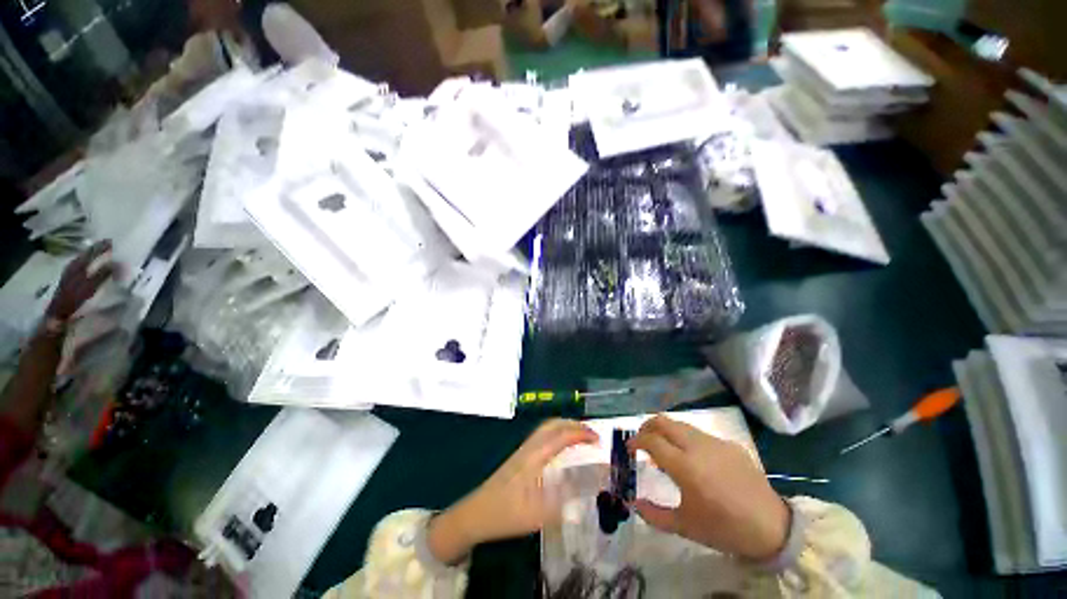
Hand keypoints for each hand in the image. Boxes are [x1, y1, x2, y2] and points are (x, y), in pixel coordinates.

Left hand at [46, 241, 116, 320]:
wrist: (58, 311)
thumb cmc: (75, 299)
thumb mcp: (91, 287)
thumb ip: (103, 274)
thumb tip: (117, 263)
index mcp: (78, 265)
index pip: (92, 251)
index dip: (102, 246)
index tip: (113, 241)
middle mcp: (73, 264)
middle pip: (87, 253)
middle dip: (97, 248)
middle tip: (109, 244)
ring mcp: (70, 271)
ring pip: (83, 257)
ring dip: (92, 254)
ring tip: (101, 251)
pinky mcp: (70, 277)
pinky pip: (81, 264)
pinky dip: (88, 261)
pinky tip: (91, 263)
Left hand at [427, 419, 598, 563]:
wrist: (475, 514)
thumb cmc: (505, 514)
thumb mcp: (537, 514)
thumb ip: (564, 501)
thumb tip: (588, 488)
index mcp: (534, 457)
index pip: (561, 436)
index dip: (580, 433)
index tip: (598, 439)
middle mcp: (529, 448)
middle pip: (552, 424)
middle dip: (573, 424)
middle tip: (591, 434)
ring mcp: (523, 450)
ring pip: (546, 428)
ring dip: (565, 427)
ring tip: (581, 437)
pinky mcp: (520, 456)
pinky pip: (542, 436)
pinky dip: (557, 434)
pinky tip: (561, 448)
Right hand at [629, 415, 789, 560]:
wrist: (772, 527)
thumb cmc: (724, 529)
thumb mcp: (685, 526)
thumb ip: (653, 514)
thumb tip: (633, 503)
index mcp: (684, 466)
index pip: (651, 440)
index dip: (635, 440)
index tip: (629, 447)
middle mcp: (697, 447)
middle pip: (663, 421)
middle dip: (647, 426)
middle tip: (642, 440)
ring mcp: (715, 442)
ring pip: (681, 425)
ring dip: (666, 431)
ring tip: (665, 449)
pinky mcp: (730, 444)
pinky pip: (700, 434)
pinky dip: (686, 439)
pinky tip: (694, 459)